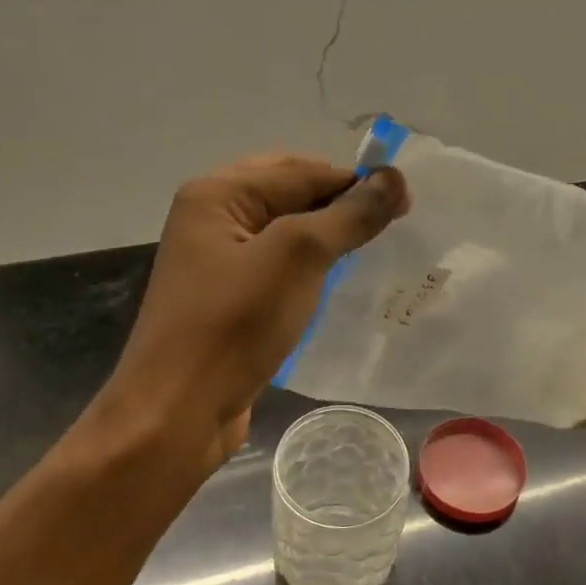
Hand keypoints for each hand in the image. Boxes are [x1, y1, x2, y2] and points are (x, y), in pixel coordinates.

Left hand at [95, 154, 409, 465]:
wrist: (177, 413)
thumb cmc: (234, 325)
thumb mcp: (298, 258)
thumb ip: (348, 215)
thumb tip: (396, 178)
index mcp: (217, 193)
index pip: (302, 170)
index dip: (356, 183)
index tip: (408, 205)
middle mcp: (211, 217)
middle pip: (291, 195)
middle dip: (340, 207)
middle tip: (390, 228)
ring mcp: (217, 261)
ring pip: (286, 233)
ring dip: (327, 239)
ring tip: (371, 253)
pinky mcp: (227, 299)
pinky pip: (277, 268)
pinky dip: (310, 269)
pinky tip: (337, 285)